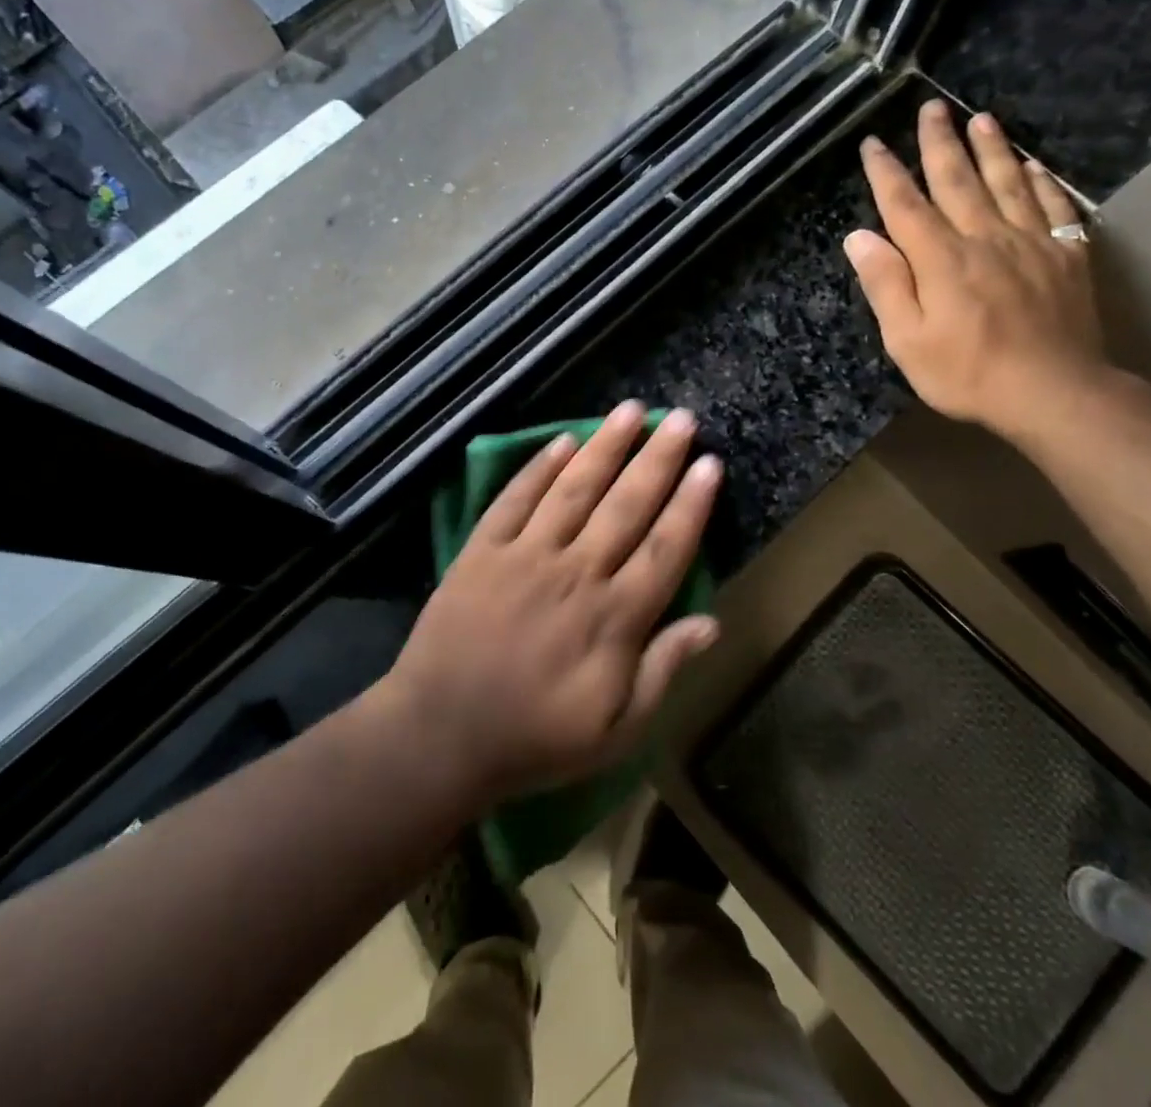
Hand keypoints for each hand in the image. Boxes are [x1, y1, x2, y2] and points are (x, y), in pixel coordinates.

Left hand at [384, 401, 722, 803]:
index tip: (709, 463)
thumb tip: (711, 622)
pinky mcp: (483, 550)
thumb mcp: (616, 731)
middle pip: (626, 505)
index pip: (665, 548)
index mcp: (613, 618)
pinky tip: (563, 441)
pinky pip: (515, 499)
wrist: (440, 735)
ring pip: (574, 490)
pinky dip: (539, 468)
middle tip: (679, 417)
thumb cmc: (535, 739)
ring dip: (605, 447)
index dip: (690, 504)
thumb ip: (663, 671)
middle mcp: (575, 572)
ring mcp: (525, 555)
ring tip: (630, 410)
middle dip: (657, 458)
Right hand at [843, 100, 1112, 441]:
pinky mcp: (1067, 256)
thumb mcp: (906, 340)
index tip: (873, 144)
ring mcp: (1031, 243)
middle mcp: (985, 237)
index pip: (905, 205)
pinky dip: (1042, 182)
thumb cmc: (967, 373)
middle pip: (958, 180)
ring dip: (992, 148)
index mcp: (941, 258)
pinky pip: (1055, 206)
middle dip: (940, 143)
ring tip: (981, 118)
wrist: (1054, 392)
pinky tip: (1034, 166)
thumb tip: (860, 236)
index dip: (886, 173)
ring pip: (1007, 183)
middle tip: (931, 108)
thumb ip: (885, 284)